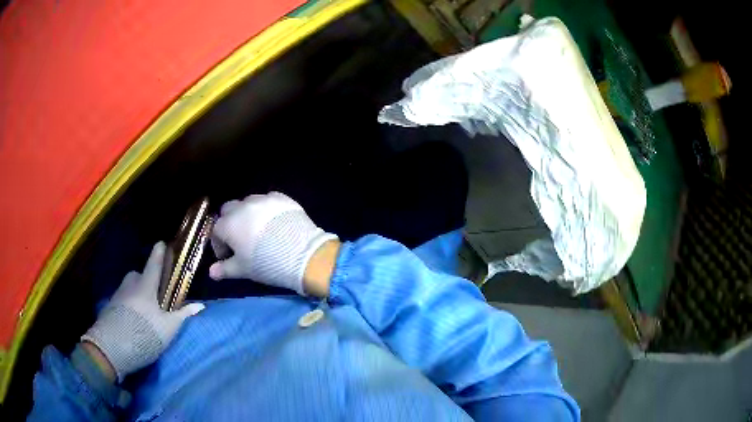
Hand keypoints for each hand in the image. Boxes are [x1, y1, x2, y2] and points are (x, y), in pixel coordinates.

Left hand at [81, 242, 203, 381]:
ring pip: (129, 287)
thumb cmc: (144, 333)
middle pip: (139, 275)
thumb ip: (182, 315)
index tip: (162, 243)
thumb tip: (200, 305)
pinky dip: (129, 303)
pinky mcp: (110, 307)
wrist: (113, 346)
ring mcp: (118, 295)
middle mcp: (130, 285)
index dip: (159, 253)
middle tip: (154, 291)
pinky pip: (123, 298)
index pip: (154, 264)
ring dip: (136, 292)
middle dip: (146, 278)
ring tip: (144, 309)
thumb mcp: (168, 328)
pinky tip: (133, 318)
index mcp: (146, 286)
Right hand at [210, 192, 336, 294]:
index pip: (216, 231)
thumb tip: (211, 272)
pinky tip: (274, 223)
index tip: (227, 256)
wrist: (301, 253)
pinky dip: (267, 210)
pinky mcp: (282, 198)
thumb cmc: (265, 263)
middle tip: (240, 241)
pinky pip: (268, 201)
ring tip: (258, 231)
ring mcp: (262, 200)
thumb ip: (224, 269)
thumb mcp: (242, 269)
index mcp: (228, 224)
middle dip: (230, 224)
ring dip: (247, 215)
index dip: (219, 245)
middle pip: (228, 210)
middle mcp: (242, 207)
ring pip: (248, 203)